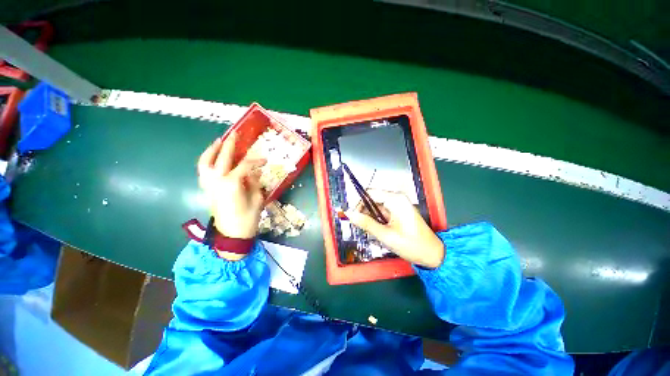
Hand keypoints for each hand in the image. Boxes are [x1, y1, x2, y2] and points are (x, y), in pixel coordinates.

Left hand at [197, 132, 265, 249]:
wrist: (232, 235)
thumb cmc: (248, 218)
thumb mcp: (257, 199)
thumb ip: (254, 182)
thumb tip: (253, 171)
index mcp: (232, 183)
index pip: (245, 165)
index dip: (256, 161)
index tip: (265, 160)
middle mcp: (217, 181)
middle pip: (223, 158)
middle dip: (230, 145)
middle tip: (235, 134)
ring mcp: (210, 185)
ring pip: (205, 163)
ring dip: (212, 150)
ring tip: (218, 141)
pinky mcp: (208, 190)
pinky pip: (203, 171)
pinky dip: (206, 162)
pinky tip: (213, 158)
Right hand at [346, 190, 444, 268]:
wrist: (432, 255)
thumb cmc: (411, 245)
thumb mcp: (385, 235)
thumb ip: (365, 223)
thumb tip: (349, 213)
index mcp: (395, 199)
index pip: (370, 193)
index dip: (358, 203)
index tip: (352, 216)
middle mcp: (396, 198)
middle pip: (372, 200)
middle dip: (363, 212)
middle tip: (359, 226)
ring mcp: (398, 205)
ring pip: (375, 207)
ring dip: (369, 218)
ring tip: (368, 230)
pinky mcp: (398, 212)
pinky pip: (382, 212)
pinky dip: (376, 220)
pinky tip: (376, 230)